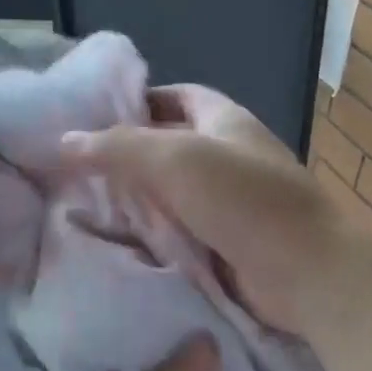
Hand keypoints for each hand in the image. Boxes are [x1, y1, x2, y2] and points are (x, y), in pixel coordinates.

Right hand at [60, 85, 363, 335]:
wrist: (307, 274)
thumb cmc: (246, 202)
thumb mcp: (177, 159)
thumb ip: (119, 147)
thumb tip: (64, 139)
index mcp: (225, 122)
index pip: (177, 96)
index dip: (137, 100)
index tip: (91, 116)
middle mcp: (228, 157)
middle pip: (168, 147)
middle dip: (125, 156)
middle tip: (72, 168)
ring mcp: (229, 204)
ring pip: (171, 195)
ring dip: (135, 200)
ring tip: (79, 206)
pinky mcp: (226, 245)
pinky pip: (180, 232)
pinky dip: (152, 235)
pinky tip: (114, 243)